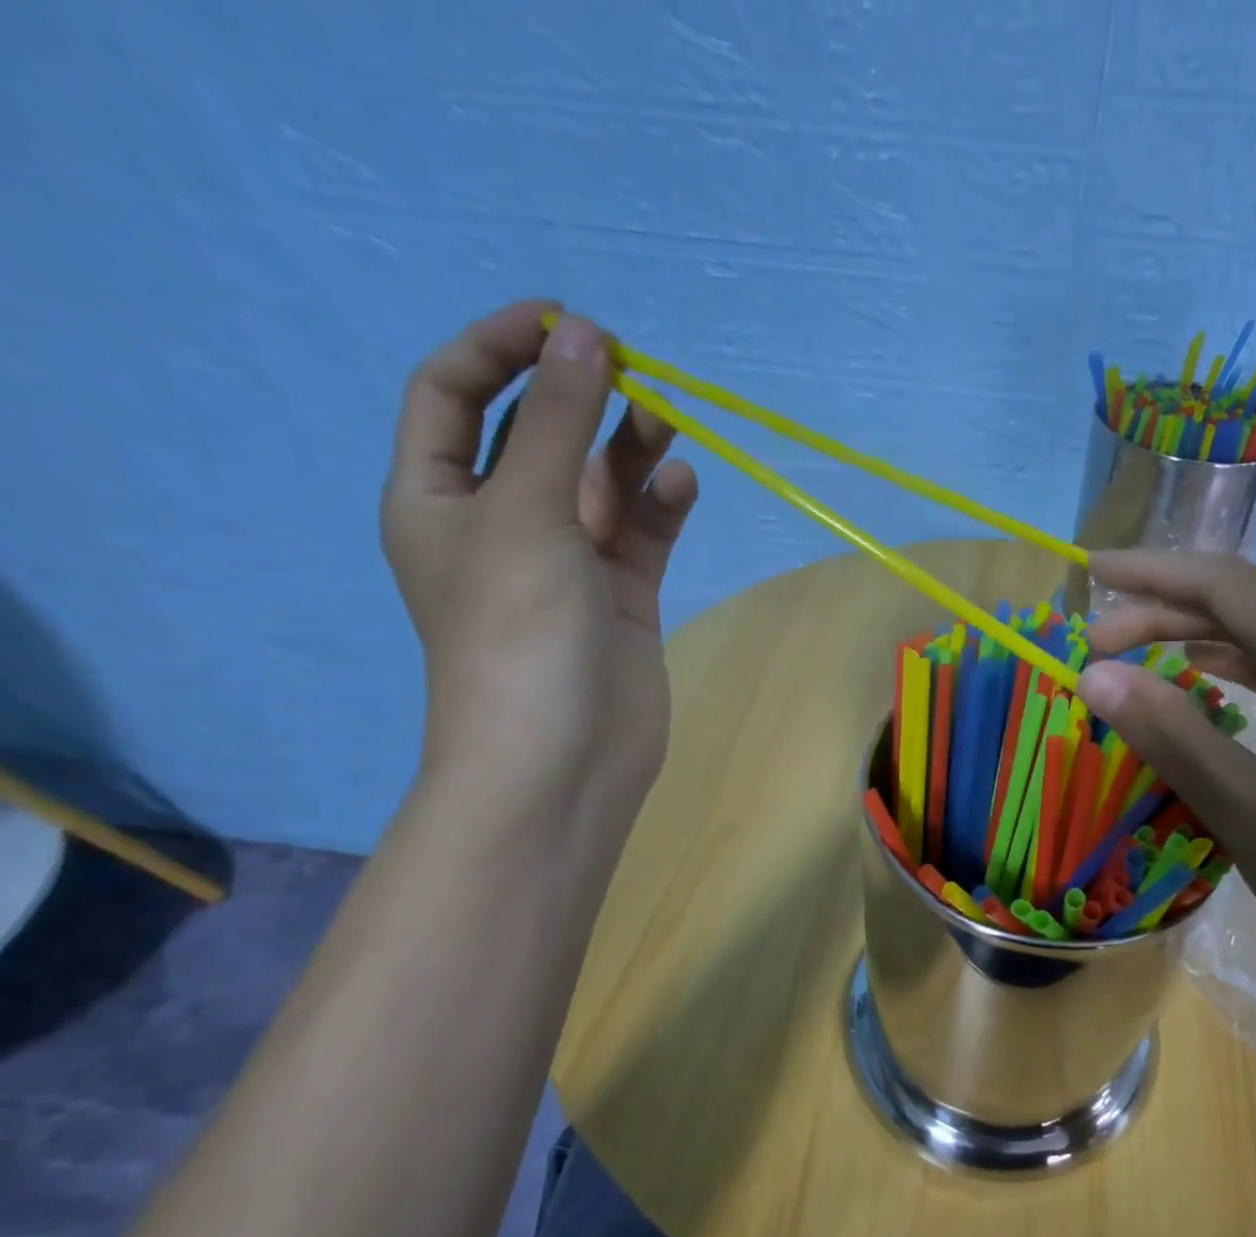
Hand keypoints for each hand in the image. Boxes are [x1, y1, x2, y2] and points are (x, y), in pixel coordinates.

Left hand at [381, 301, 696, 822]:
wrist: (563, 760)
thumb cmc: (518, 632)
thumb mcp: (525, 512)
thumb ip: (555, 421)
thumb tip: (584, 333)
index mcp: (439, 498)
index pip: (452, 393)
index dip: (500, 345)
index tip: (565, 321)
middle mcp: (500, 523)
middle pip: (536, 433)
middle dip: (578, 395)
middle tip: (631, 370)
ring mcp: (566, 562)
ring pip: (600, 482)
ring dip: (630, 447)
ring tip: (666, 424)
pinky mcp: (622, 596)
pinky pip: (640, 532)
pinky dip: (660, 505)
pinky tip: (681, 487)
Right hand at [1077, 551, 1255, 1033]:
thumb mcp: (1252, 813)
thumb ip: (1172, 736)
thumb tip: (1095, 674)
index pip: (1229, 588)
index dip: (1151, 575)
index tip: (1088, 573)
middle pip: (1247, 609)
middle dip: (1164, 613)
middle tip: (1094, 643)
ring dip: (1196, 641)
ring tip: (1133, 655)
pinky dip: (1234, 675)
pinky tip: (1202, 683)